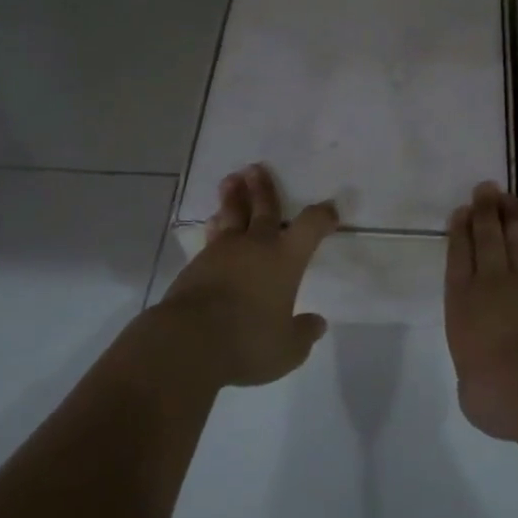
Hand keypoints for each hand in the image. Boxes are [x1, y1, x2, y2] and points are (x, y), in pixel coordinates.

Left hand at [161, 164, 339, 387]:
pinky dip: (215, 226)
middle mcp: (256, 246)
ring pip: (232, 216)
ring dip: (233, 197)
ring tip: (231, 180)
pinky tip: (213, 223)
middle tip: (257, 167)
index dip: (322, 215)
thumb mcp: (287, 349)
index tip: (329, 211)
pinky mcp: (196, 264)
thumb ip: (303, 333)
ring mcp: (223, 251)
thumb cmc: (248, 341)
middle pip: (264, 208)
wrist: (188, 341)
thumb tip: (317, 323)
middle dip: (264, 188)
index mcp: (285, 258)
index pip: (310, 226)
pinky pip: (211, 237)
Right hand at [444, 182, 517, 440]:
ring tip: (506, 195)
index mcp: (461, 305)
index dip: (458, 232)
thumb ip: (473, 371)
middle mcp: (490, 284)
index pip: (457, 258)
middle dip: (483, 212)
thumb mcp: (469, 389)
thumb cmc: (496, 395)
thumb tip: (481, 373)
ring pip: (515, 239)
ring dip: (510, 215)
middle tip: (484, 189)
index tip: (460, 211)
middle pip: (485, 239)